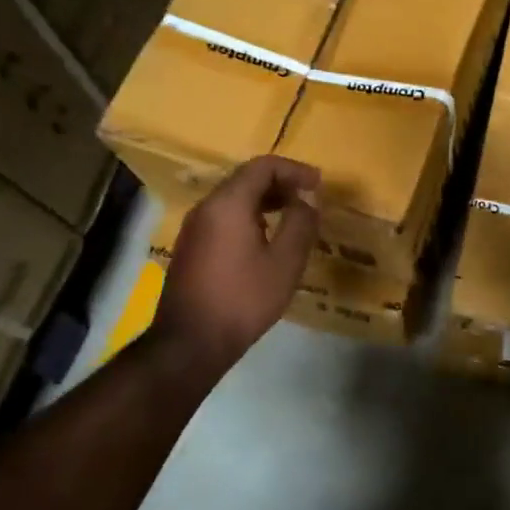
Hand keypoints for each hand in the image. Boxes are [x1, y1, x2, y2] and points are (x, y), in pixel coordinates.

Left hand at [149, 156, 321, 374]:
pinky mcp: (191, 247)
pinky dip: (250, 216)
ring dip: (266, 200)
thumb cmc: (244, 299)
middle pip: (246, 179)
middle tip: (309, 199)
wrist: (190, 343)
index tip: (318, 185)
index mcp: (228, 204)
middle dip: (281, 183)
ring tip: (293, 217)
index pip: (263, 166)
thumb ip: (301, 222)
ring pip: (234, 199)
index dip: (295, 170)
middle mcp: (206, 207)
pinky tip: (267, 239)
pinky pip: (224, 217)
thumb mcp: (285, 261)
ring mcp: (194, 228)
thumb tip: (308, 197)